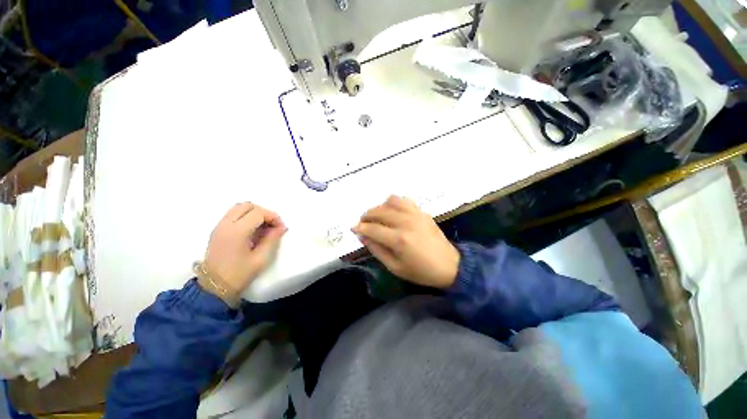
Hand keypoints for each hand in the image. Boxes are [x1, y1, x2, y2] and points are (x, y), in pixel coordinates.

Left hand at [203, 203, 287, 295]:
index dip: (273, 217)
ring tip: (262, 227)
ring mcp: (219, 226)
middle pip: (247, 205)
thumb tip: (281, 227)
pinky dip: (245, 217)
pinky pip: (233, 215)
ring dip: (254, 213)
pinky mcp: (217, 230)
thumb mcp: (261, 258)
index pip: (258, 212)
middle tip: (272, 225)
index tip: (280, 227)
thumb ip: (272, 239)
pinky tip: (252, 231)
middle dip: (263, 212)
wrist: (214, 287)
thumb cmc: (240, 274)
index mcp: (237, 231)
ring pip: (239, 208)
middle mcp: (226, 224)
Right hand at [352, 196, 459, 288]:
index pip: (373, 228)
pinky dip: (394, 202)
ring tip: (377, 216)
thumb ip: (377, 250)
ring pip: (391, 201)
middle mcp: (406, 222)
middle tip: (363, 223)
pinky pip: (404, 200)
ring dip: (379, 207)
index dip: (360, 227)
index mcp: (399, 240)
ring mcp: (415, 214)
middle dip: (367, 216)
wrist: (449, 265)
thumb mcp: (395, 267)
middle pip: (379, 211)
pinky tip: (392, 210)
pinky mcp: (422, 212)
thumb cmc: (421, 271)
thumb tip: (362, 236)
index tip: (353, 228)